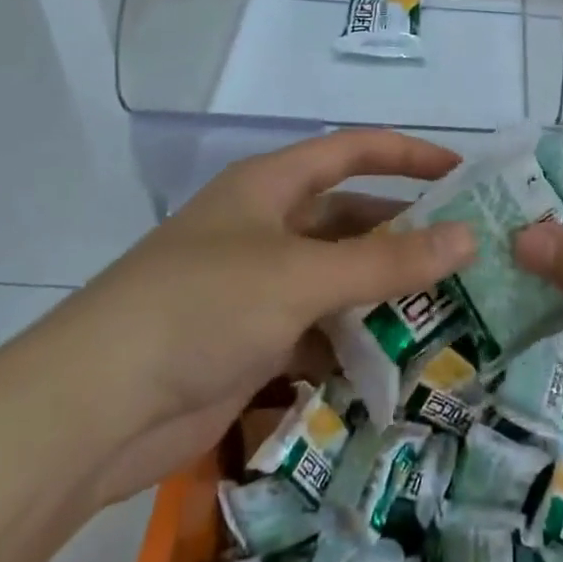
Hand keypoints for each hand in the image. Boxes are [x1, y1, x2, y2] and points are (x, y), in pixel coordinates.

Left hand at [34, 130, 475, 505]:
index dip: (408, 154)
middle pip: (350, 217)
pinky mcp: (251, 341)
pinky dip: (353, 340)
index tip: (462, 173)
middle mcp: (266, 227)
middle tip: (467, 252)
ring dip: (384, 292)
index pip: (352, 151)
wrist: (93, 410)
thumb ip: (388, 260)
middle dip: (404, 232)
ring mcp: (257, 286)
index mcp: (270, 186)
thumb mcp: (303, 276)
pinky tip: (396, 360)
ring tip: (449, 308)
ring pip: (338, 277)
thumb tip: (468, 239)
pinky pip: (319, 329)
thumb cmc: (203, 306)